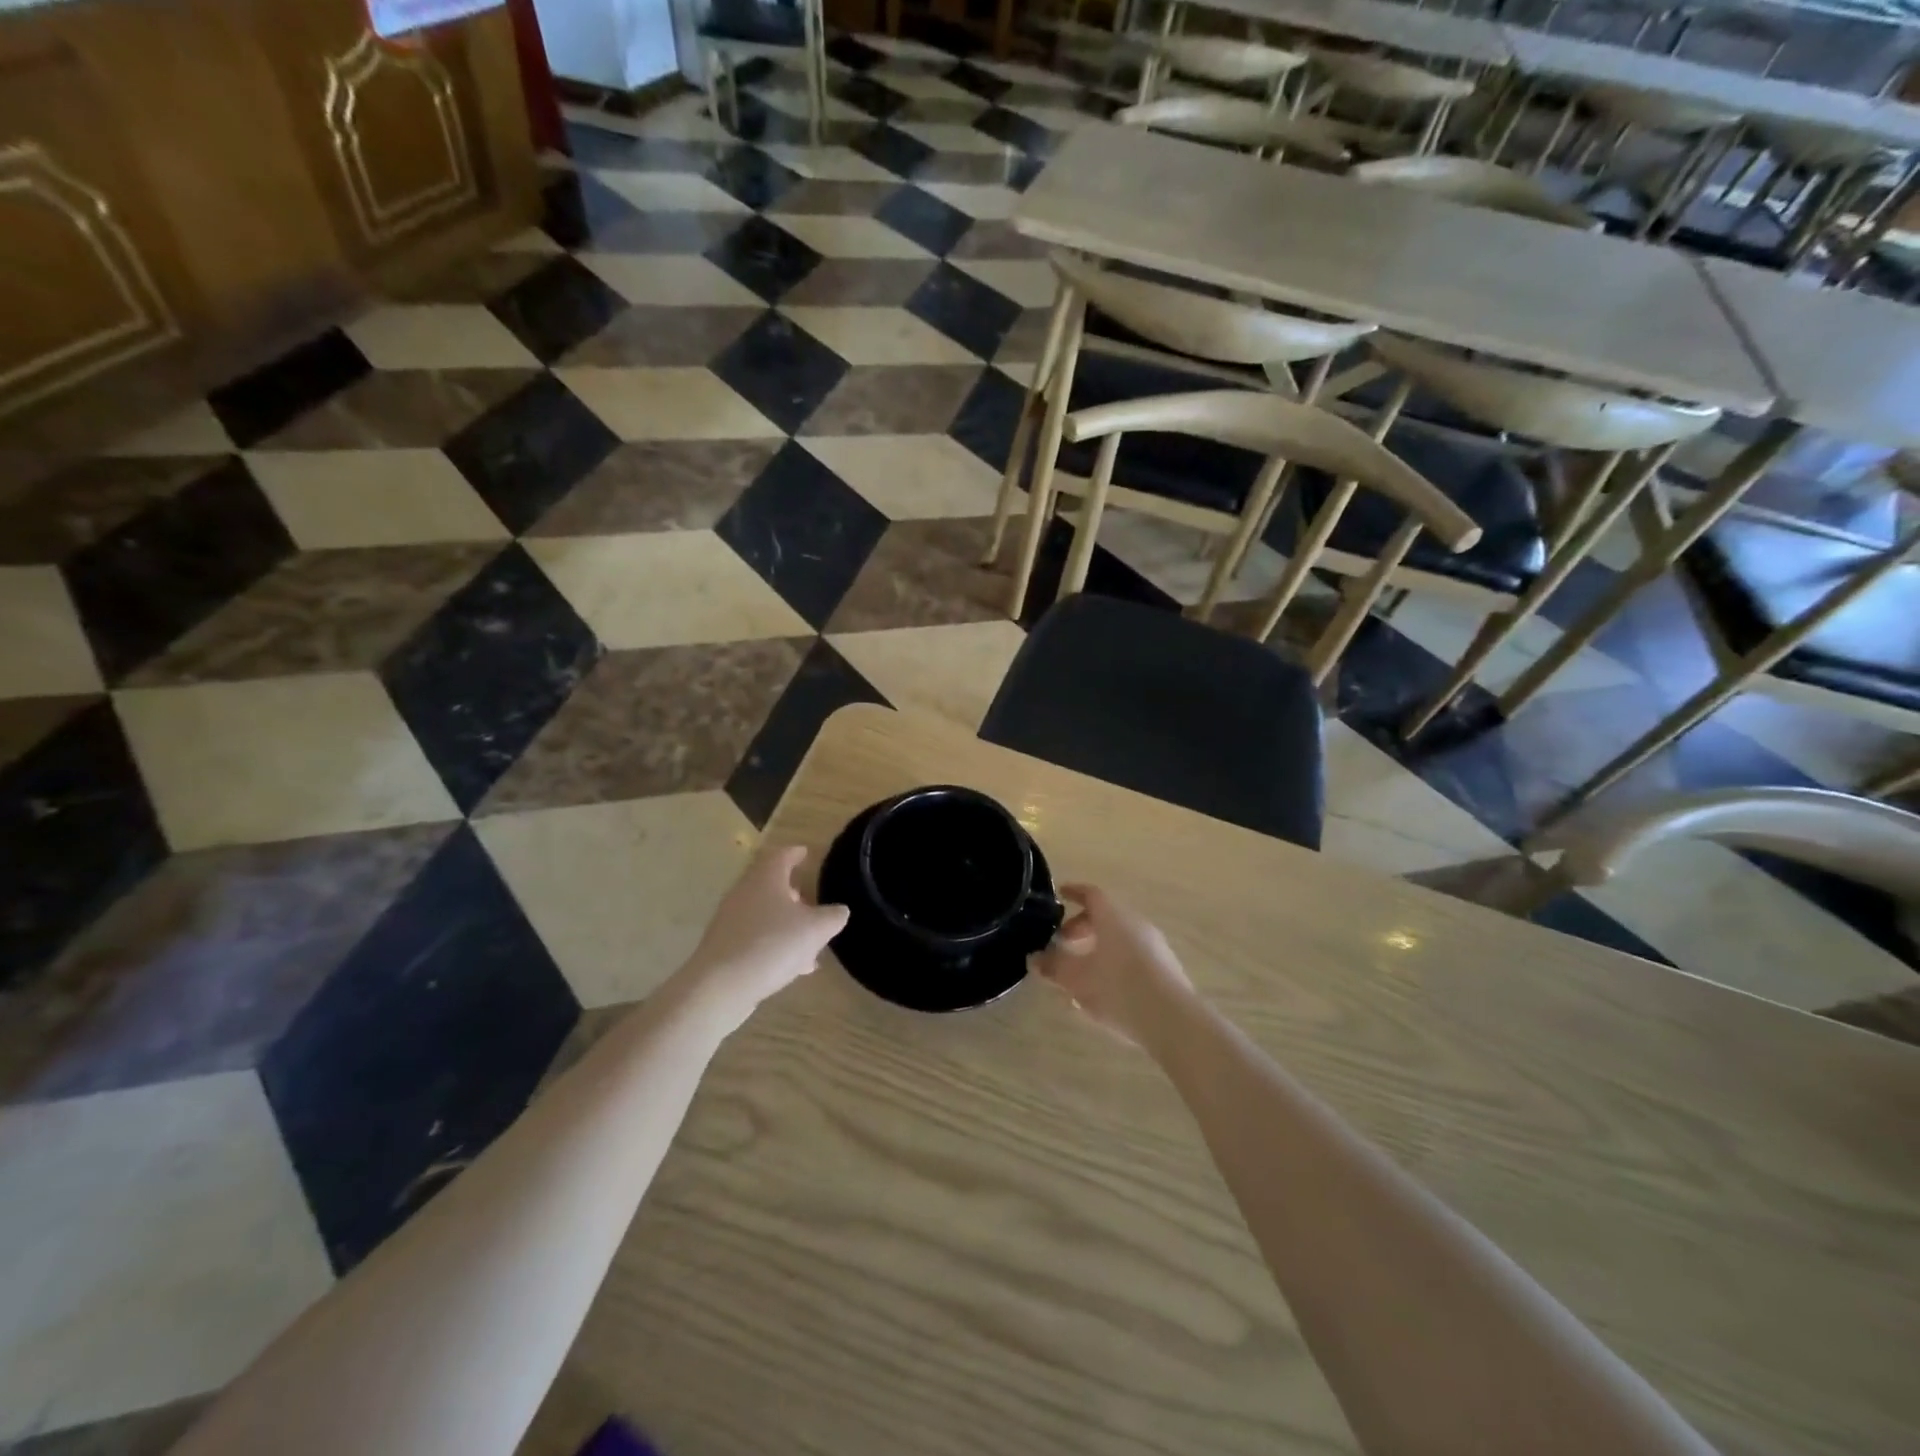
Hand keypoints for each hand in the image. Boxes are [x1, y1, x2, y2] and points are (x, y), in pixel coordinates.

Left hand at [675, 845, 848, 1030]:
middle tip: (811, 903)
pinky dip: (774, 944)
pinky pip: (755, 938)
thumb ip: (832, 916)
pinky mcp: (724, 947)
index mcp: (766, 878)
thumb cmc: (772, 945)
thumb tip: (839, 911)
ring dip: (786, 924)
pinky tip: (792, 966)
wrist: (720, 987)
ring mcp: (730, 921)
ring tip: (809, 943)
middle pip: (770, 885)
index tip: (805, 853)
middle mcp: (744, 893)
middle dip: (792, 893)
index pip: (781, 856)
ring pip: (764, 915)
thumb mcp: (815, 929)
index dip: (795, 853)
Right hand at [1031, 884, 1193, 1046]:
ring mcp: (1155, 946)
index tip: (1061, 894)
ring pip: (1120, 937)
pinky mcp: (1166, 968)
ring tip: (1081, 972)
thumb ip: (1053, 966)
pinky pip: (1133, 956)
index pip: (1091, 894)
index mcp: (1113, 916)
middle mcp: (1136, 923)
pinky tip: (1105, 990)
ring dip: (1098, 948)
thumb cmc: (1118, 988)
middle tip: (1063, 943)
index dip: (1074, 892)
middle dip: (1082, 927)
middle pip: (1106, 916)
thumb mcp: (1076, 979)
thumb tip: (1035, 958)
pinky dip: (1115, 963)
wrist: (1172, 1020)